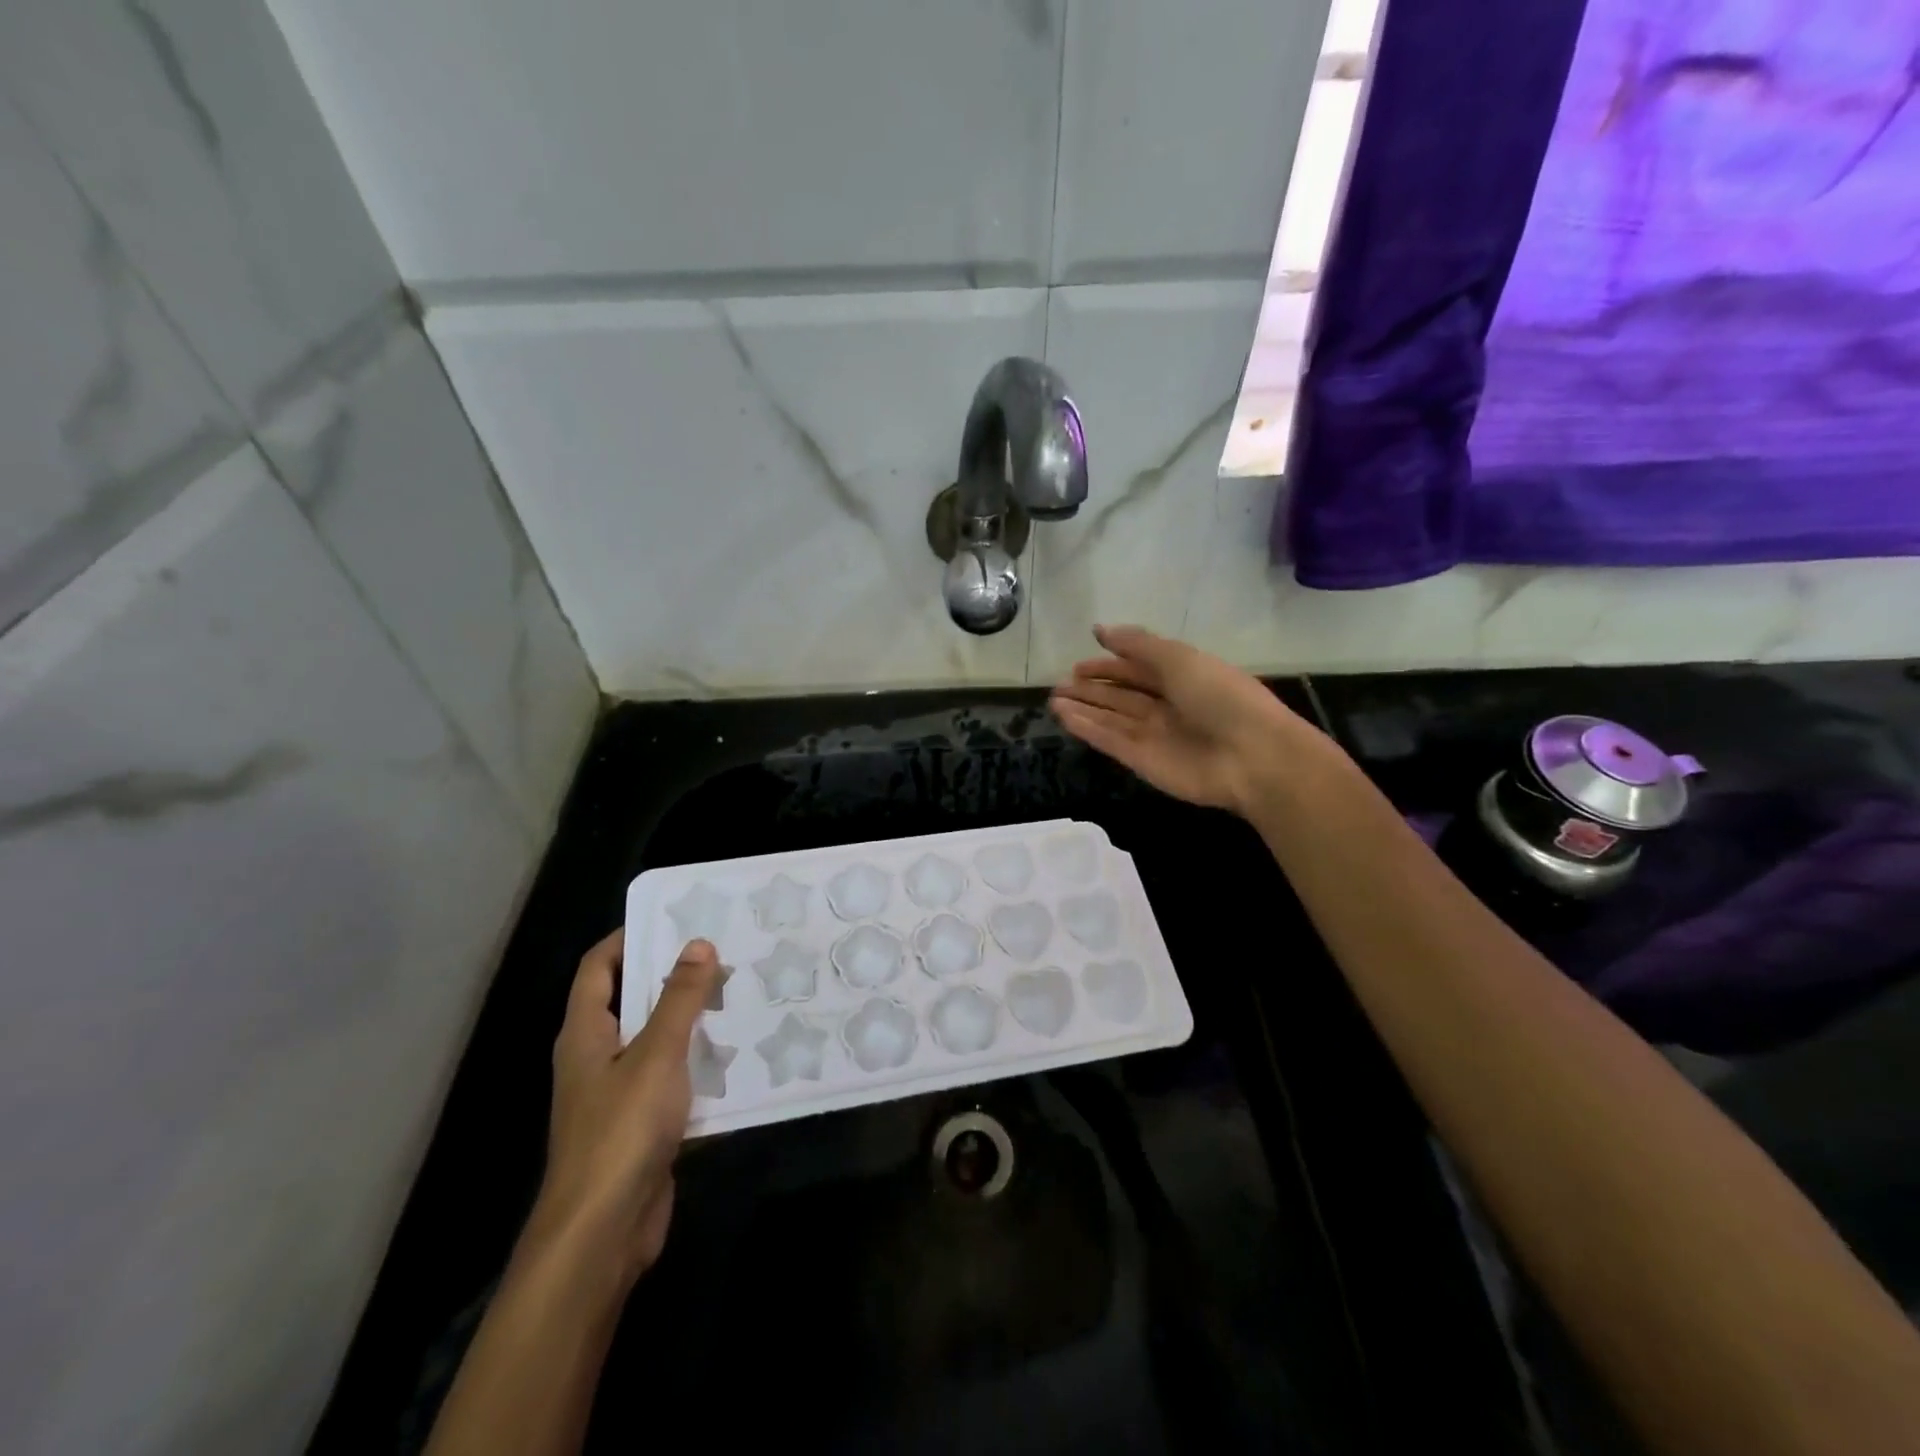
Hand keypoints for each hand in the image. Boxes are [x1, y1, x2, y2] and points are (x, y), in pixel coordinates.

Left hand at [530, 931, 719, 1287]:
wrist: (602, 1234)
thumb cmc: (620, 1131)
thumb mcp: (657, 1055)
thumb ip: (679, 999)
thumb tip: (698, 943)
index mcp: (585, 1034)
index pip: (598, 968)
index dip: (628, 938)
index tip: (673, 920)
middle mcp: (596, 1058)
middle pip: (631, 1001)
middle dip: (672, 976)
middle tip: (722, 952)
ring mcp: (618, 1094)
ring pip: (656, 1041)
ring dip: (691, 1020)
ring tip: (739, 993)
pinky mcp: (641, 1125)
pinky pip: (672, 1079)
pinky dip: (698, 1063)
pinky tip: (736, 1054)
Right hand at [1050, 625, 1313, 814]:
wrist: (1252, 757)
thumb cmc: (1221, 697)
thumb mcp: (1179, 658)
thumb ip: (1138, 644)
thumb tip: (1100, 629)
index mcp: (1183, 677)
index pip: (1138, 669)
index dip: (1110, 666)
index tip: (1079, 664)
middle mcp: (1168, 705)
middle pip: (1122, 696)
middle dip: (1092, 689)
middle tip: (1060, 684)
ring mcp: (1155, 735)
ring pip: (1112, 718)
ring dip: (1084, 709)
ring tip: (1054, 700)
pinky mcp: (1143, 761)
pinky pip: (1110, 741)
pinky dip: (1088, 729)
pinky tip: (1065, 717)